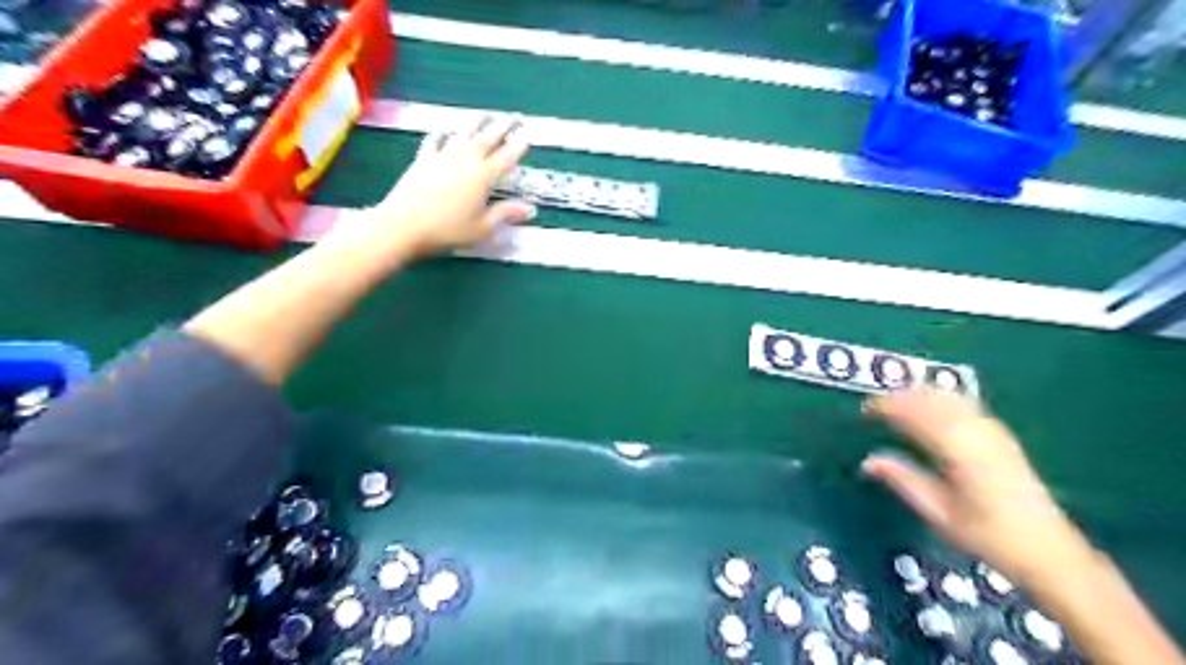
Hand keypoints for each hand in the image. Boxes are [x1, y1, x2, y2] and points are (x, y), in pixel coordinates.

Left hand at [368, 112, 536, 257]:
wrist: (404, 225)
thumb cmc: (447, 229)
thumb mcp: (482, 227)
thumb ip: (505, 213)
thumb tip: (530, 208)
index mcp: (483, 176)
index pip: (506, 157)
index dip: (519, 146)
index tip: (527, 136)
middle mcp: (465, 159)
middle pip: (488, 138)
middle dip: (504, 126)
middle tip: (516, 116)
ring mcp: (443, 156)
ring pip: (465, 133)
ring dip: (478, 122)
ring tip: (488, 114)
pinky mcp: (424, 159)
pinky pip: (436, 140)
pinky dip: (444, 132)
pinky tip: (448, 128)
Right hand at [858, 390, 1087, 586]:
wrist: (1049, 551)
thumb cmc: (989, 535)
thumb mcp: (939, 512)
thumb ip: (903, 480)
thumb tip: (868, 461)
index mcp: (959, 449)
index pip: (916, 413)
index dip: (888, 406)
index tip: (864, 410)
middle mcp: (977, 432)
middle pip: (934, 398)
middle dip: (901, 396)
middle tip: (875, 405)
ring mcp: (993, 431)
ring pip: (950, 397)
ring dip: (920, 395)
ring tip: (896, 403)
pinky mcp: (1001, 436)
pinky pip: (964, 404)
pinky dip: (939, 400)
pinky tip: (930, 409)